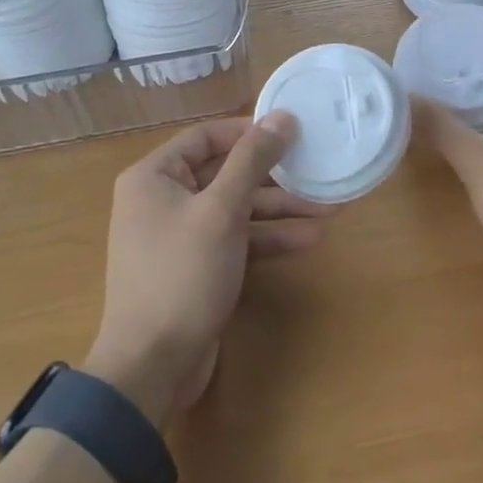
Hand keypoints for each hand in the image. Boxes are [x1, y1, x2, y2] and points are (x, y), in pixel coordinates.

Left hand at [87, 113, 332, 427]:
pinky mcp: (197, 266)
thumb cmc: (182, 275)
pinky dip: (267, 238)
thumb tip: (281, 116)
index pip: (207, 137)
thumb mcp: (222, 211)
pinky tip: (308, 239)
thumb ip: (252, 160)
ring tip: (330, 207)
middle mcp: (163, 199)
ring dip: (279, 209)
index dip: (250, 131)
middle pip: (226, 173)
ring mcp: (180, 235)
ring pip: (236, 209)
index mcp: (154, 176)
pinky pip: (235, 239)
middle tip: (318, 169)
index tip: (293, 131)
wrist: (152, 365)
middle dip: (275, 176)